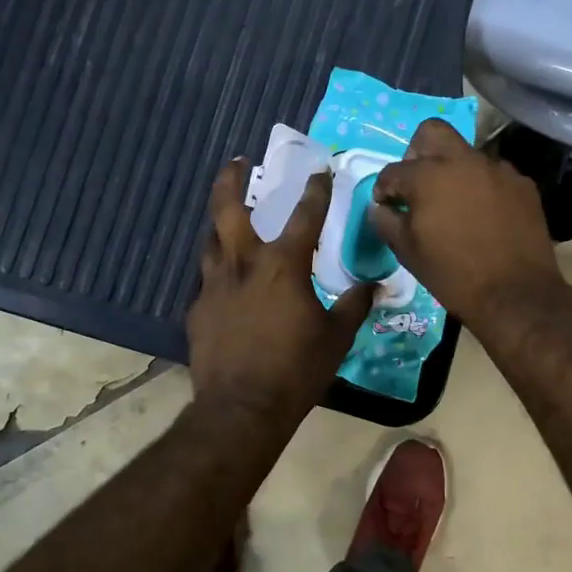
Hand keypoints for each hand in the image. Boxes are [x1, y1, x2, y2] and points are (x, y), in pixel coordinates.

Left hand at [188, 161, 373, 428]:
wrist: (242, 409)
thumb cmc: (296, 370)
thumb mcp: (336, 338)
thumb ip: (353, 306)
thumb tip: (373, 286)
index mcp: (282, 266)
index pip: (304, 216)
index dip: (315, 191)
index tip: (320, 171)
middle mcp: (243, 265)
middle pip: (228, 209)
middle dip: (231, 180)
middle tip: (237, 162)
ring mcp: (214, 287)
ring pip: (211, 241)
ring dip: (220, 225)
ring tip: (228, 221)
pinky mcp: (197, 311)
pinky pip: (207, 281)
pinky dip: (219, 273)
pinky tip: (226, 286)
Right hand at [370, 121, 565, 335]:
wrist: (515, 294)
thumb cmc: (453, 275)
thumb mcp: (408, 252)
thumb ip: (386, 222)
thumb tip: (380, 208)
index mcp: (428, 175)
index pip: (393, 171)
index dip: (384, 189)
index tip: (386, 206)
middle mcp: (463, 161)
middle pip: (432, 132)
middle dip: (417, 152)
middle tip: (418, 183)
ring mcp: (497, 169)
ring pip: (467, 155)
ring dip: (454, 172)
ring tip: (455, 205)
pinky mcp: (523, 184)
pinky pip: (494, 175)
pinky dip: (482, 188)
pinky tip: (484, 216)